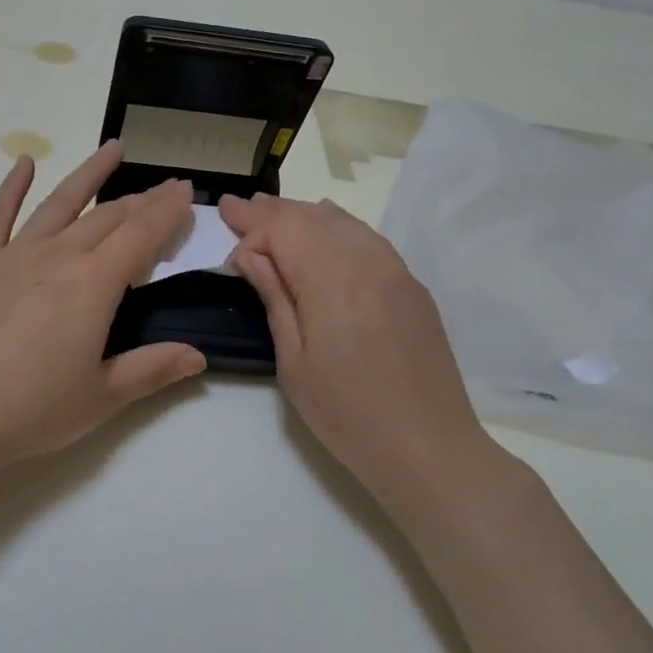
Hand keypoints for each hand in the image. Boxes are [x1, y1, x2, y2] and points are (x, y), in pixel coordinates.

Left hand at [0, 142, 206, 471]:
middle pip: (108, 216)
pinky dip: (12, 186)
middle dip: (142, 199)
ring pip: (61, 202)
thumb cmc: (30, 410)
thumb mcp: (102, 397)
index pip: (142, 235)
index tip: (186, 191)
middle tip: (165, 186)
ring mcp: (14, 254)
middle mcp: (58, 256)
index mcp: (94, 284)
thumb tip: (199, 356)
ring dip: (90, 173)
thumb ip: (153, 369)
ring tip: (114, 148)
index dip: (168, 211)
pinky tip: (23, 163)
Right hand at [219, 193, 500, 493]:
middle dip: (273, 211)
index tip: (224, 213)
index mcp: (331, 278)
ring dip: (305, 215)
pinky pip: (368, 239)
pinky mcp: (411, 286)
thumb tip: (251, 254)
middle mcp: (366, 260)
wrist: (428, 447)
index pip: (283, 229)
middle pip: (312, 218)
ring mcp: (395, 270)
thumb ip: (274, 297)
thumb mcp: (293, 361)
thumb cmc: (346, 412)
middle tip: (240, 206)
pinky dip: (338, 227)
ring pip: (343, 223)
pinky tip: (326, 230)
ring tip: (275, 211)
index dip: (251, 221)